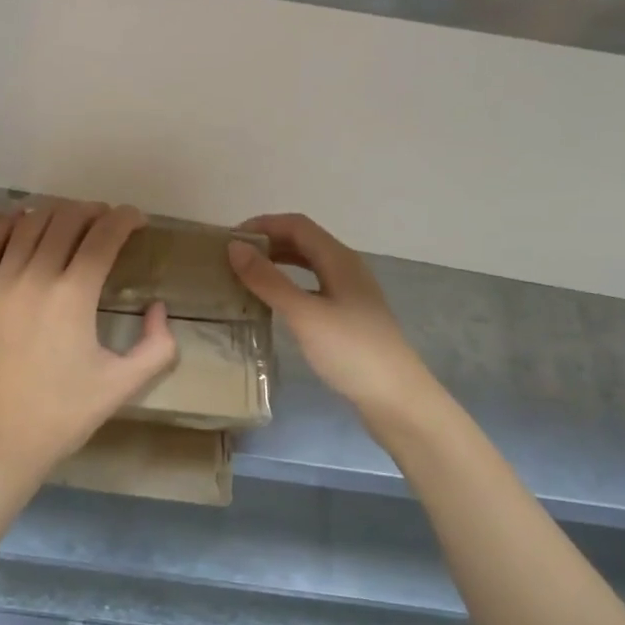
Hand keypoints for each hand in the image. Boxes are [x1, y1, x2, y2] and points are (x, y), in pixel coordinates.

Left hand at [0, 200, 177, 481]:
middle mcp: (34, 278)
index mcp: (73, 296)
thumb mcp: (122, 386)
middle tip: (104, 220)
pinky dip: (8, 224)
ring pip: (28, 226)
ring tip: (68, 219)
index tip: (135, 220)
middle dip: (92, 212)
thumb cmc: (62, 416)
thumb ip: (156, 346)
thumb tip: (159, 308)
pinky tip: (20, 220)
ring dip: (54, 214)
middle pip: (66, 222)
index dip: (124, 219)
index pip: (104, 237)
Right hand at [228, 214, 437, 424]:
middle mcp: (346, 268)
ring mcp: (349, 293)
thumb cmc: (351, 351)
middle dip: (267, 243)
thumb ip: (268, 280)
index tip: (228, 240)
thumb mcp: (304, 314)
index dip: (262, 225)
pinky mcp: (348, 316)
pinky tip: (273, 304)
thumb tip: (234, 247)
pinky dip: (288, 286)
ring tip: (245, 277)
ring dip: (277, 263)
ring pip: (307, 265)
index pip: (296, 225)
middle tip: (231, 258)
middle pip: (302, 241)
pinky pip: (312, 287)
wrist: (396, 399)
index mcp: (339, 259)